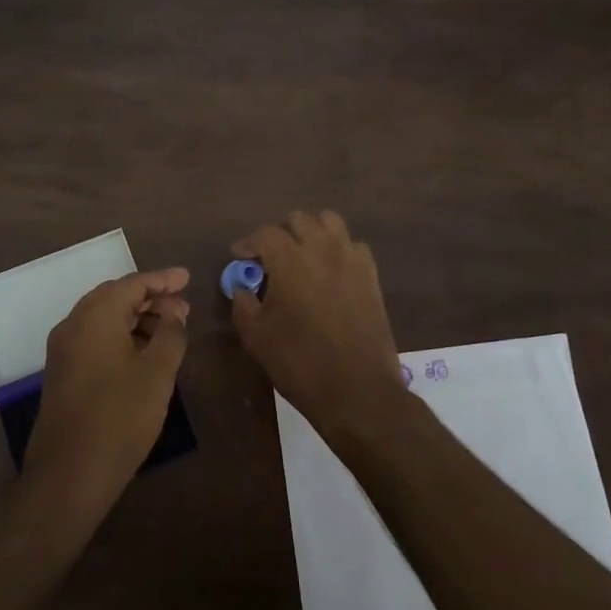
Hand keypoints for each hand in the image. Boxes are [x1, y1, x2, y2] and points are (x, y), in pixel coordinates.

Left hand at [24, 268, 189, 513]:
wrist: (68, 475)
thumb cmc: (119, 417)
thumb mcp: (157, 373)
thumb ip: (171, 335)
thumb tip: (174, 313)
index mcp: (95, 315)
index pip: (132, 284)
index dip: (163, 280)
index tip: (188, 278)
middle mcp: (73, 324)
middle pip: (115, 297)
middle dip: (150, 298)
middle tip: (182, 306)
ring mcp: (63, 350)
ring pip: (104, 319)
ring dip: (136, 318)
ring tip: (169, 329)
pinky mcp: (62, 373)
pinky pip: (95, 339)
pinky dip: (121, 336)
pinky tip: (143, 353)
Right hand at [229, 211, 407, 442]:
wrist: (357, 389)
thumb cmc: (300, 363)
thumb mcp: (257, 337)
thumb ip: (243, 305)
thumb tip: (242, 288)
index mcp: (290, 259)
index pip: (265, 234)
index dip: (248, 242)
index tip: (240, 256)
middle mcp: (322, 248)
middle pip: (298, 220)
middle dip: (280, 233)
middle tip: (269, 257)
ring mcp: (350, 259)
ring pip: (329, 222)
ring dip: (311, 231)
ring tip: (302, 255)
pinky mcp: (371, 275)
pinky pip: (352, 245)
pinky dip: (337, 249)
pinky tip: (330, 271)